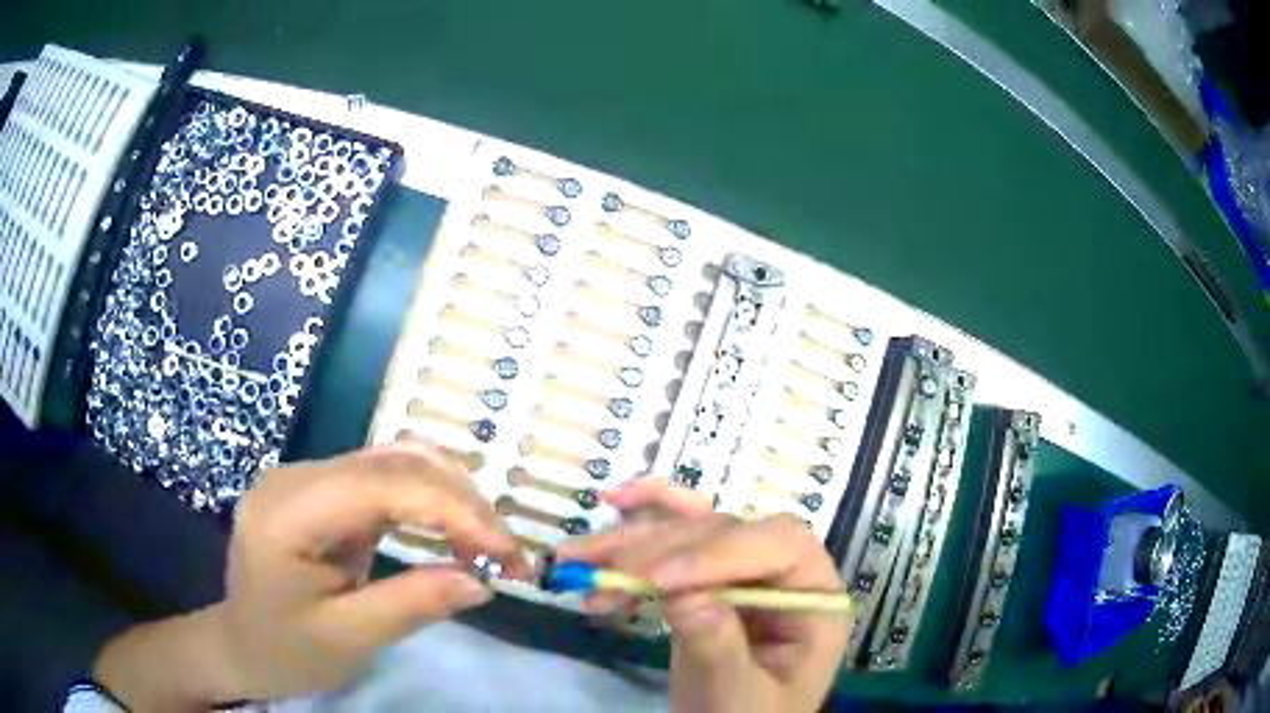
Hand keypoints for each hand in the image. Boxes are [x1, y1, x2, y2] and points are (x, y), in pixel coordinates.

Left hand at [95, 442, 525, 708]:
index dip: (454, 510)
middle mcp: (295, 476)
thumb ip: (413, 604)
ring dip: (451, 496)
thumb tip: (483, 581)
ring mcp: (307, 478)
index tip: (508, 553)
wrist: (242, 645)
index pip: (382, 485)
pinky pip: (384, 479)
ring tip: (487, 543)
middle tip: (507, 553)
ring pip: (394, 461)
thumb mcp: (348, 639)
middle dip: (461, 502)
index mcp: (287, 512)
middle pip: (392, 462)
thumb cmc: (285, 650)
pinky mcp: (321, 490)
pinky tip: (452, 530)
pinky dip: (428, 501)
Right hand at [559, 479, 849, 712]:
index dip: (721, 554)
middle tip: (605, 575)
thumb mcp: (738, 698)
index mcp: (816, 598)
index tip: (658, 581)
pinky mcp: (708, 577)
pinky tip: (613, 501)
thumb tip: (681, 594)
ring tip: (576, 559)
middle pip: (727, 534)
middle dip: (661, 550)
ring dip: (631, 540)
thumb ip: (719, 649)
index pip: (781, 548)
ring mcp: (745, 571)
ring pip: (691, 531)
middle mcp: (784, 573)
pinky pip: (679, 537)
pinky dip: (644, 520)